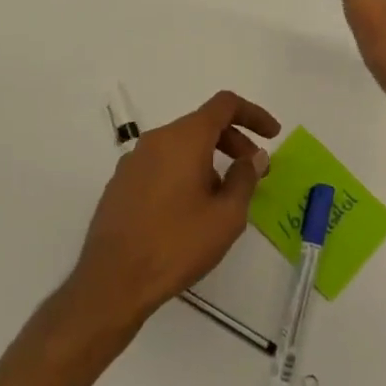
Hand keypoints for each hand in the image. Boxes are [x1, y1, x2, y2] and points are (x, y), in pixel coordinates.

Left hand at [70, 90, 280, 328]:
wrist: (113, 280)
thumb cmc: (177, 244)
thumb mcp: (226, 216)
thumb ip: (245, 178)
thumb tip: (254, 157)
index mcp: (184, 139)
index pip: (224, 105)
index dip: (253, 114)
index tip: (272, 135)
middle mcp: (156, 140)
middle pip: (202, 124)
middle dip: (234, 140)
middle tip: (253, 170)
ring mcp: (133, 161)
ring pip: (181, 145)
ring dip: (209, 158)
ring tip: (223, 196)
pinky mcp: (121, 183)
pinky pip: (162, 163)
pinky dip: (185, 171)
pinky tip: (191, 207)